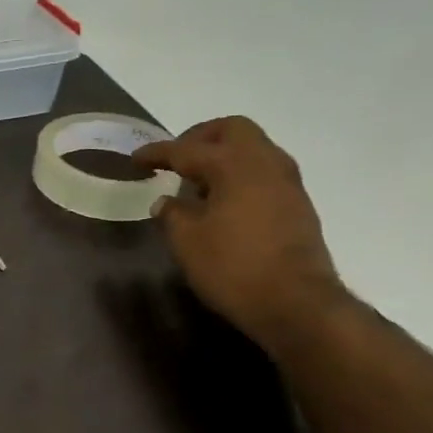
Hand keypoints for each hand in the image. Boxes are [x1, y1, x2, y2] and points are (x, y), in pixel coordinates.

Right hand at [132, 116, 348, 352]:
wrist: (296, 302)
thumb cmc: (233, 267)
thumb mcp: (187, 242)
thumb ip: (172, 214)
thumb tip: (167, 202)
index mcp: (233, 164)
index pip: (186, 150)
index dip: (157, 153)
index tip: (135, 159)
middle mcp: (265, 162)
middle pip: (232, 130)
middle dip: (200, 138)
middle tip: (176, 159)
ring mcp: (287, 183)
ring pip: (253, 149)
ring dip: (224, 156)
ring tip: (198, 183)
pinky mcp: (298, 205)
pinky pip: (264, 173)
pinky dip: (240, 176)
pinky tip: (223, 203)